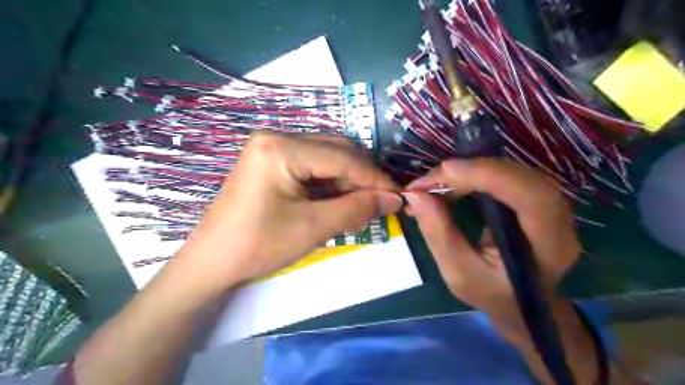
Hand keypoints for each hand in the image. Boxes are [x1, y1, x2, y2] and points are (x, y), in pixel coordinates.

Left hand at [177, 132, 401, 290]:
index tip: (398, 195)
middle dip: (362, 178)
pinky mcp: (271, 164)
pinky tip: (341, 201)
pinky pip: (311, 168)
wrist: (212, 263)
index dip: (374, 177)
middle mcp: (276, 138)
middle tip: (381, 202)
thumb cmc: (258, 244)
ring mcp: (272, 149)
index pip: (342, 157)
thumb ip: (357, 209)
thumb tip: (394, 199)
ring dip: (348, 181)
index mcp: (281, 147)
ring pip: (326, 159)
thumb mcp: (313, 227)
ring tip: (363, 206)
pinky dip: (330, 184)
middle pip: (335, 151)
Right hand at [403, 159, 578, 321]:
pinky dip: (474, 173)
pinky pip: (505, 174)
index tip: (446, 171)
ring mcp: (549, 204)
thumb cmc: (490, 293)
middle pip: (521, 177)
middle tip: (429, 181)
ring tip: (434, 183)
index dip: (490, 176)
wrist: (517, 300)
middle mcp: (558, 220)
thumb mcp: (457, 273)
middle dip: (471, 171)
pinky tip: (451, 182)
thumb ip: (438, 235)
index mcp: (549, 247)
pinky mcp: (533, 197)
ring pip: (512, 171)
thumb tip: (416, 196)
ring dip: (470, 170)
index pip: (531, 198)